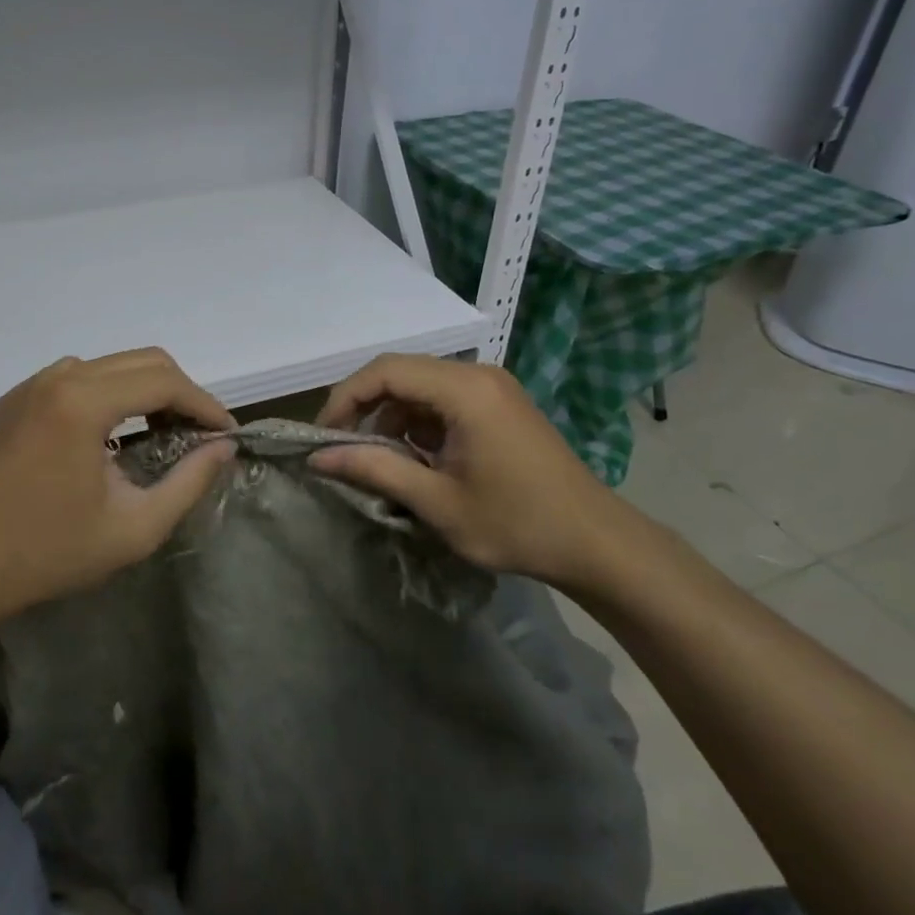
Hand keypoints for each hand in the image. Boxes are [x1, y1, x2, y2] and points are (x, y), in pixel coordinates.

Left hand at [0, 348, 237, 629]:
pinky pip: (75, 378)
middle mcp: (56, 379)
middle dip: (180, 391)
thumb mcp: (134, 528)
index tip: (226, 432)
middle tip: (199, 432)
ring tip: (160, 432)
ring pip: (108, 365)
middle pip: (140, 361)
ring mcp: (29, 386)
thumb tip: (224, 448)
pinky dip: (108, 393)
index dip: (203, 404)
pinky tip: (111, 434)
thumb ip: (189, 482)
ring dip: (144, 389)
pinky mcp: (13, 401)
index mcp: (82, 403)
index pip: (163, 382)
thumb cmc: (49, 554)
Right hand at [312, 354, 626, 588]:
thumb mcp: (437, 501)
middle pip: (401, 372)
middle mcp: (478, 375)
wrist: (596, 543)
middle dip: (365, 407)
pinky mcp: (500, 405)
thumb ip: (375, 470)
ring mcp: (493, 388)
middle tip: (341, 447)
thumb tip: (318, 457)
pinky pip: (444, 400)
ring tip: (378, 460)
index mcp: (465, 390)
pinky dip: (419, 423)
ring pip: (421, 387)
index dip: (345, 398)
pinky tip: (416, 459)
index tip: (323, 436)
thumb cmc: (517, 524)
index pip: (385, 371)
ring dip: (392, 417)